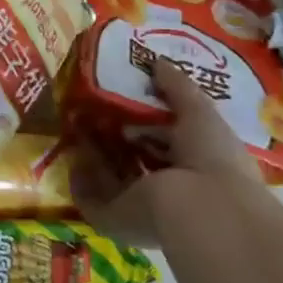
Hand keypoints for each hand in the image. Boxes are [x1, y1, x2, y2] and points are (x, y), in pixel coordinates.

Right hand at [73, 56, 261, 247]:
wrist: (200, 208)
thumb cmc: (210, 157)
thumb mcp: (199, 112)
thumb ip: (177, 87)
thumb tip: (157, 61)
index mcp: (197, 169)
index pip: (169, 145)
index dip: (149, 123)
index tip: (126, 100)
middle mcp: (169, 192)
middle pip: (136, 161)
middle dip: (116, 138)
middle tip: (94, 109)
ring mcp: (141, 209)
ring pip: (112, 179)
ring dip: (95, 155)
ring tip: (76, 124)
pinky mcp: (114, 221)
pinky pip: (91, 197)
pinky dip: (80, 179)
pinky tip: (71, 152)